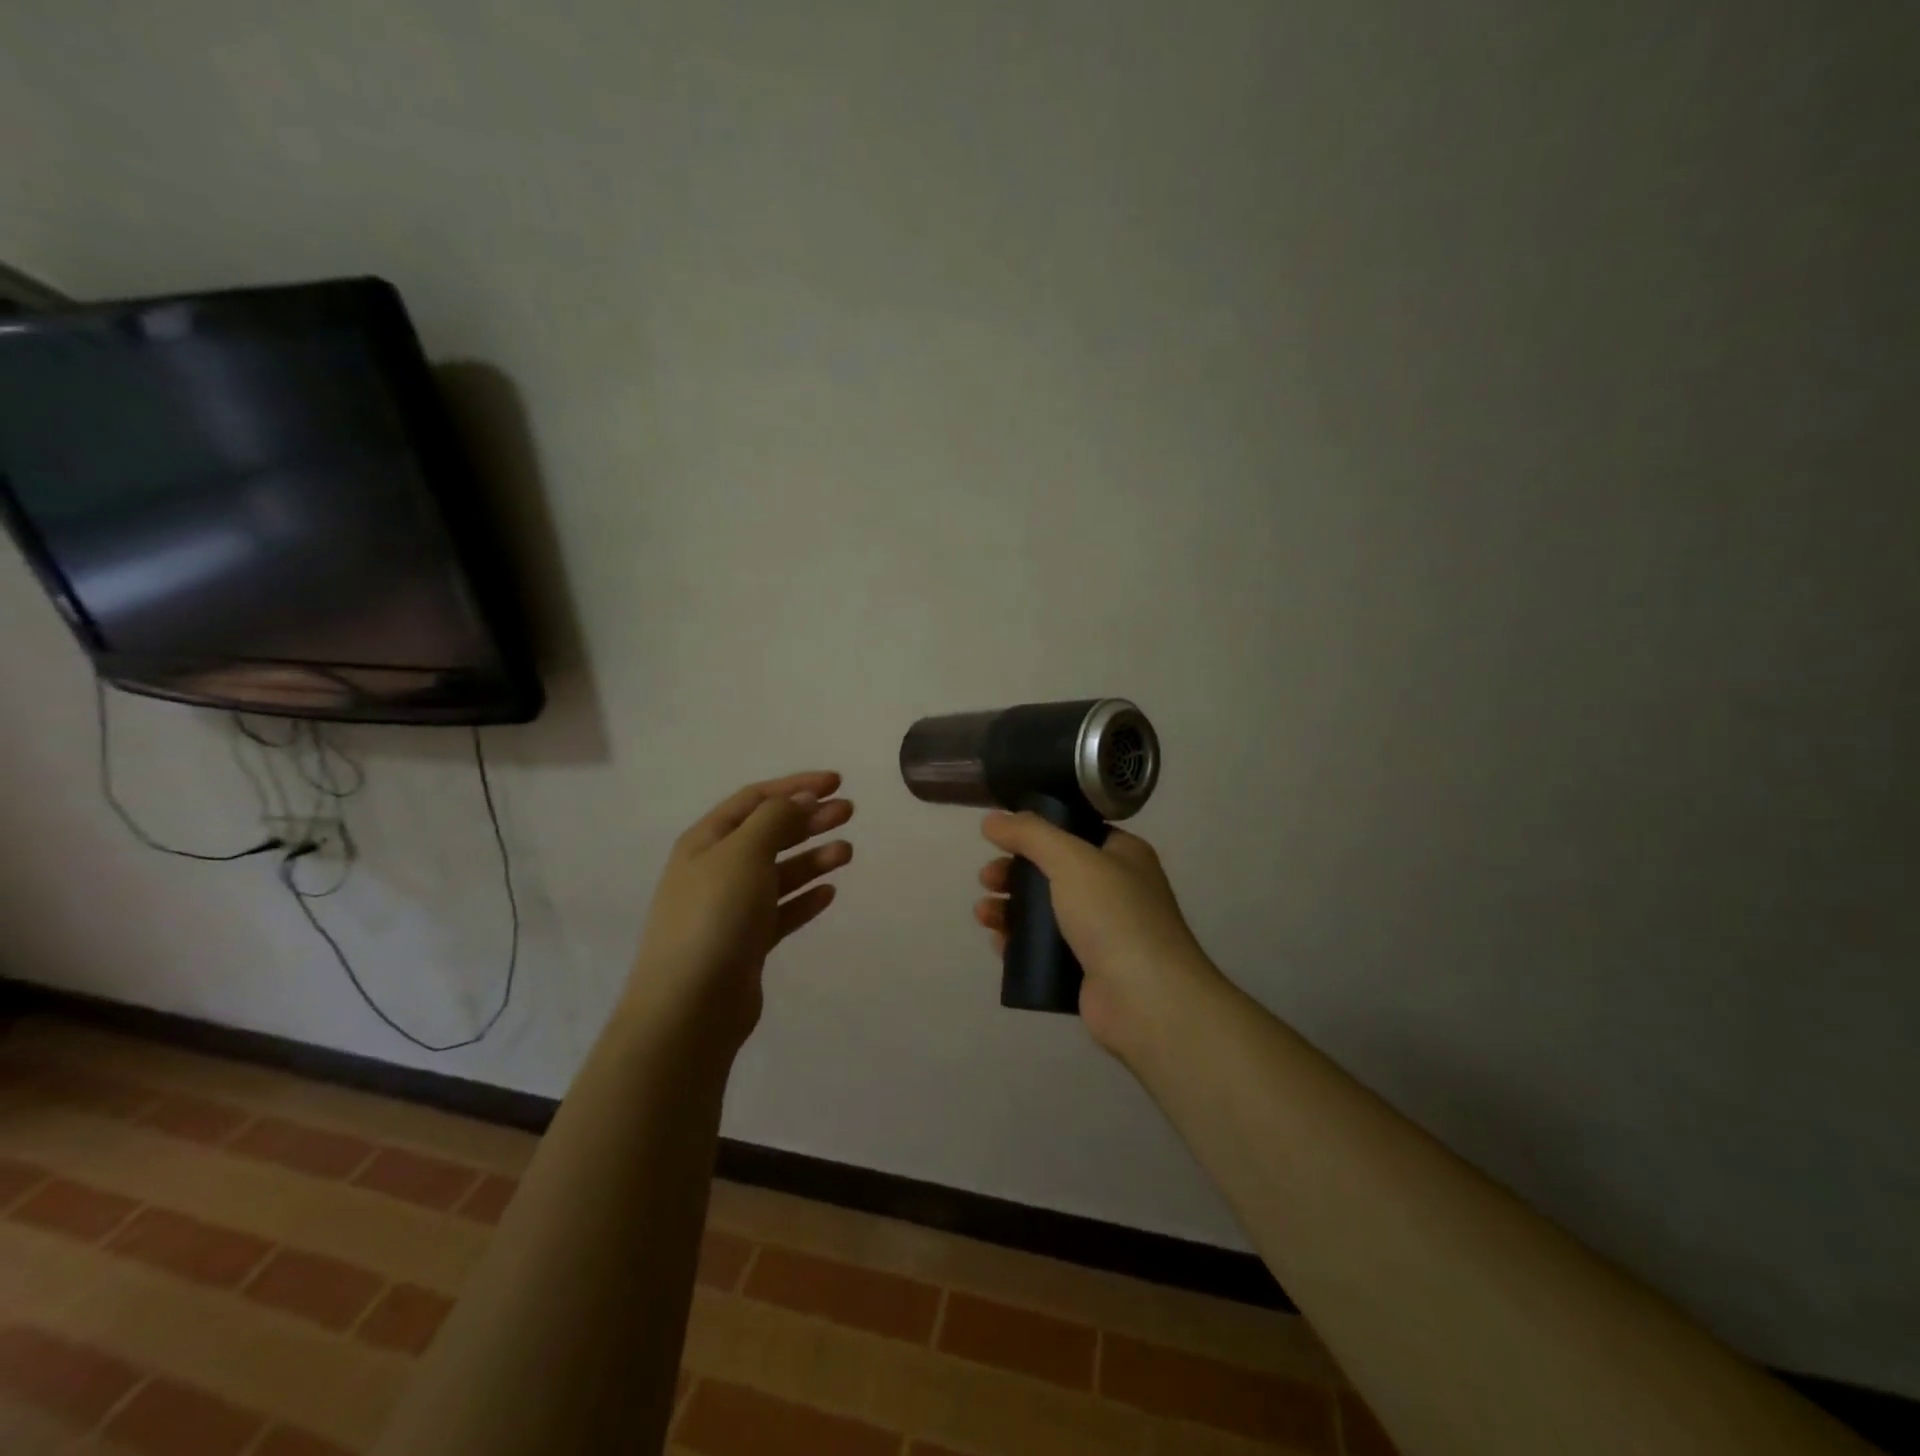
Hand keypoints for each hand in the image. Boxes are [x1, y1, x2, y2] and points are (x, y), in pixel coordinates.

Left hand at [631, 771, 853, 1047]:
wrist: (690, 1006)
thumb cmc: (715, 915)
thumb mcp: (744, 853)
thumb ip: (776, 819)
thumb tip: (802, 798)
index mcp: (706, 841)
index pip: (755, 799)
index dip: (795, 786)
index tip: (836, 782)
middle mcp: (716, 869)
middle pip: (769, 833)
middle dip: (809, 819)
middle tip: (849, 812)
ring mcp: (730, 908)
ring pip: (779, 873)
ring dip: (812, 858)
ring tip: (847, 853)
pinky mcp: (746, 943)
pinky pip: (780, 911)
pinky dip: (804, 899)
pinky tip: (828, 894)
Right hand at [976, 813, 1217, 1059]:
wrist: (1146, 999)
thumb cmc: (1113, 915)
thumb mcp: (1071, 859)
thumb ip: (1030, 834)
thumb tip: (992, 820)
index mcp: (1123, 855)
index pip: (1075, 832)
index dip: (1037, 832)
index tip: (1001, 838)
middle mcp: (1115, 890)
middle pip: (1053, 873)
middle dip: (1015, 873)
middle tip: (987, 879)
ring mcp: (1102, 933)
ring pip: (1045, 912)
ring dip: (1011, 908)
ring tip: (984, 914)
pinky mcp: (1087, 970)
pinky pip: (1045, 949)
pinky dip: (1019, 943)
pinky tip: (997, 942)